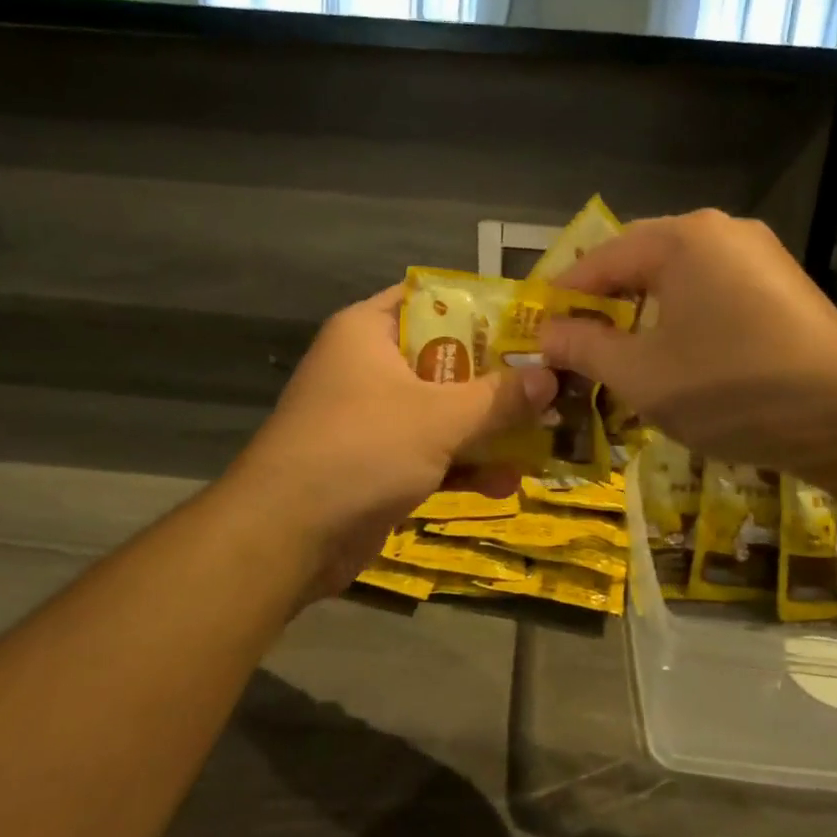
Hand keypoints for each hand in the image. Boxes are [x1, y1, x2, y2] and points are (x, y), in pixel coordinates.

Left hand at [229, 286, 556, 599]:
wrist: (285, 537)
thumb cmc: (361, 449)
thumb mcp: (439, 418)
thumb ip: (498, 397)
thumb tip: (552, 376)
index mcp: (368, 331)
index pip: (430, 299)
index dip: (480, 307)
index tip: (530, 321)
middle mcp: (368, 367)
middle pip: (445, 358)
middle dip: (497, 377)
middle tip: (552, 380)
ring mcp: (371, 418)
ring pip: (441, 410)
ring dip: (488, 427)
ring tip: (546, 435)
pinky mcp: (375, 464)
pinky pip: (429, 452)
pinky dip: (463, 465)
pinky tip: (508, 482)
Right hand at [539, 210, 836, 471]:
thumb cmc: (731, 387)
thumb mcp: (641, 374)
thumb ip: (585, 347)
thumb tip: (547, 334)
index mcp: (683, 239)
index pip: (602, 259)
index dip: (564, 296)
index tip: (537, 328)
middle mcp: (722, 232)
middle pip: (641, 261)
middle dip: (605, 303)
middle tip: (576, 343)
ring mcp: (761, 256)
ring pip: (680, 278)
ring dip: (644, 313)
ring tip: (621, 354)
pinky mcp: (784, 287)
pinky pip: (715, 292)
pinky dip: (684, 319)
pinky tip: (679, 357)